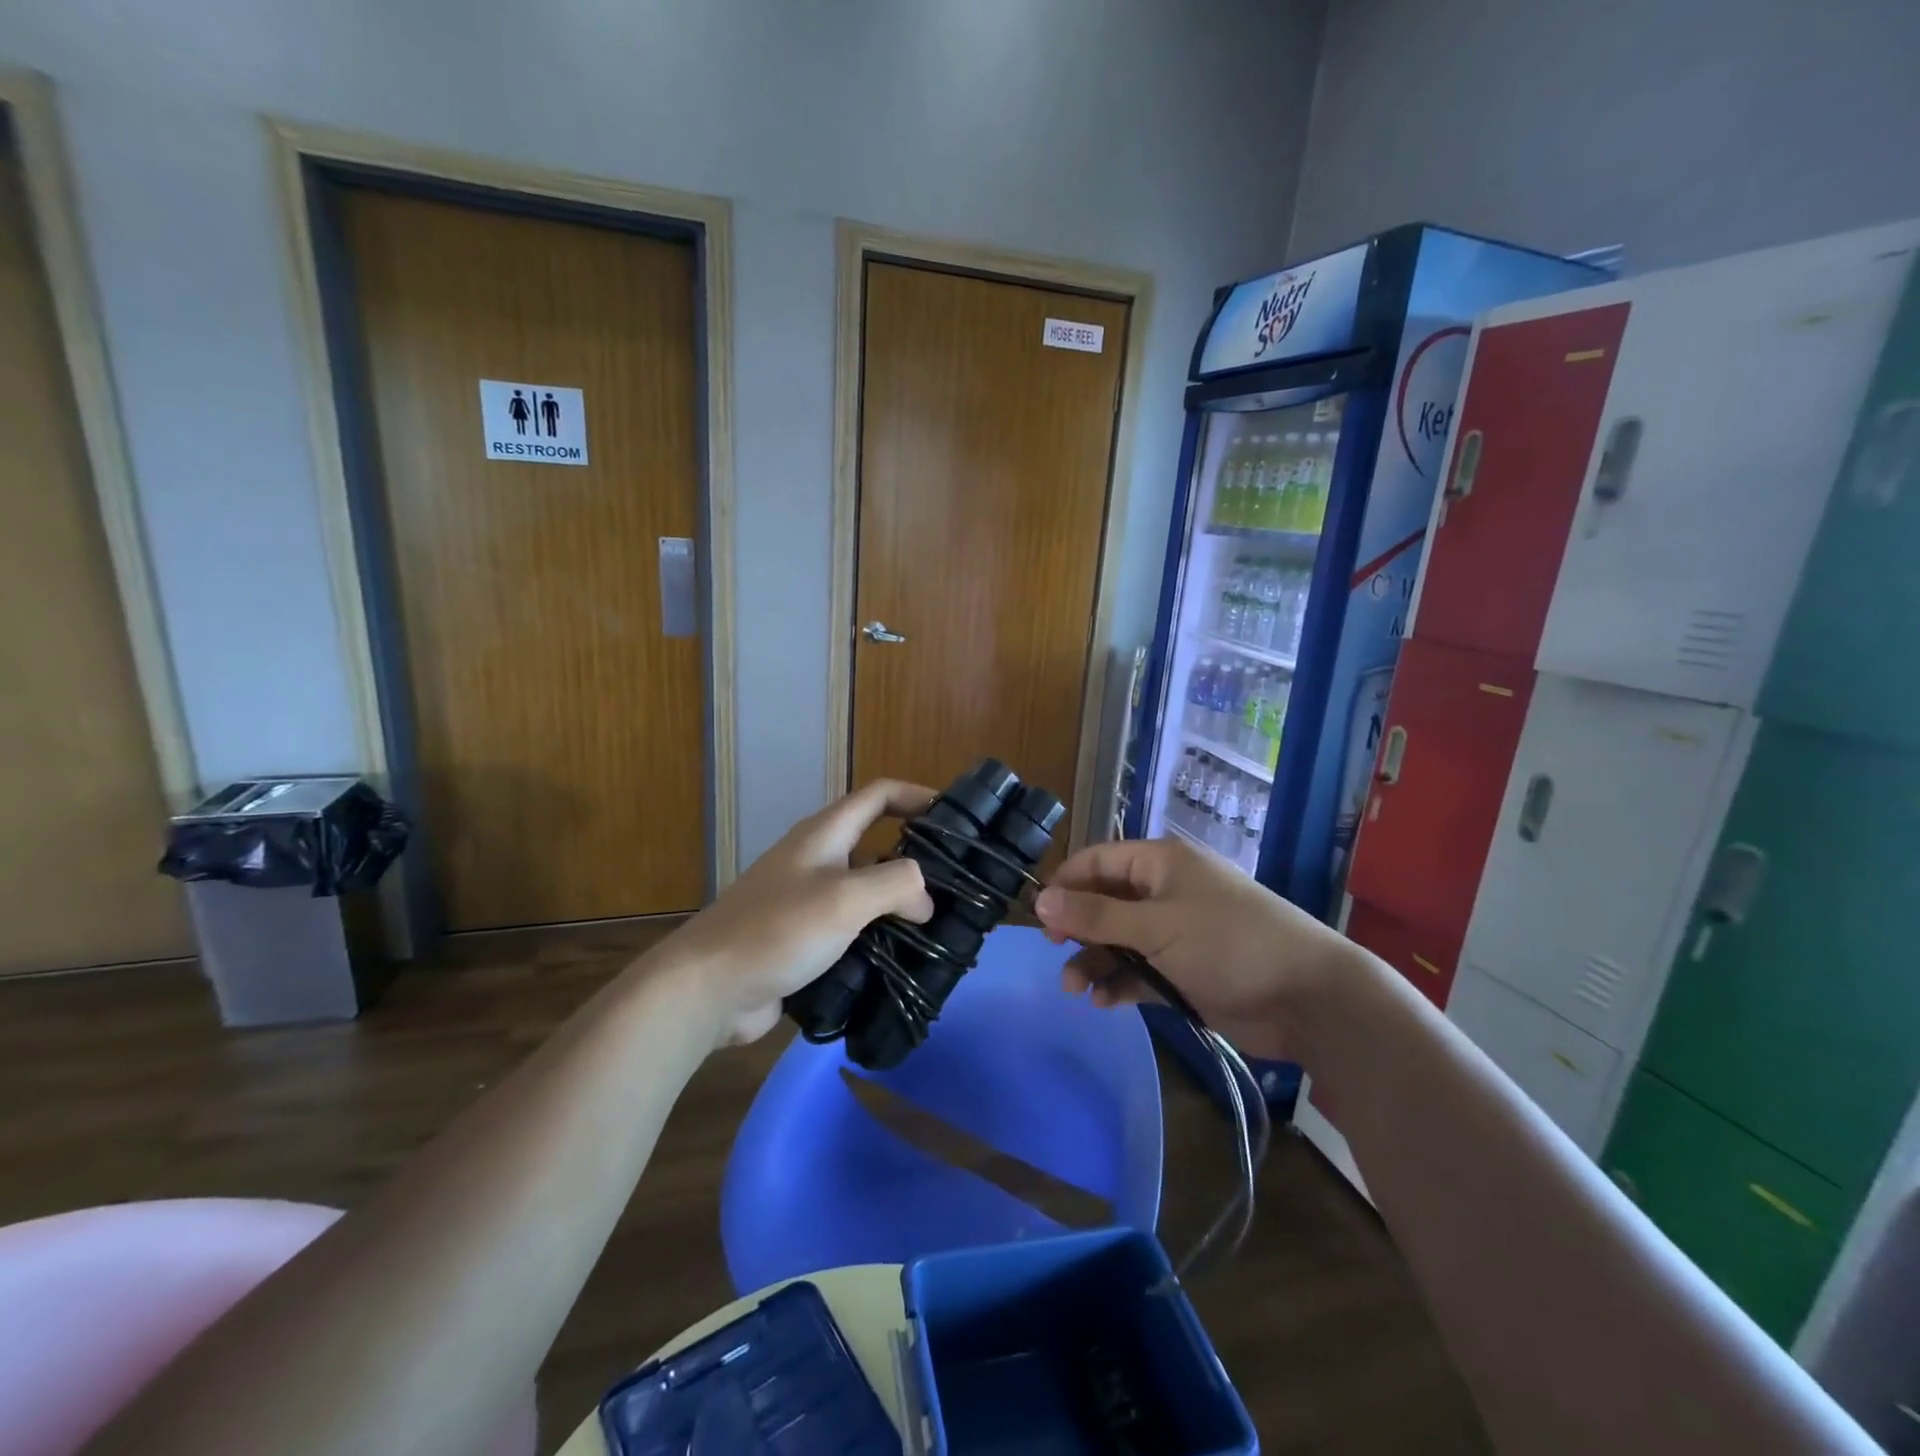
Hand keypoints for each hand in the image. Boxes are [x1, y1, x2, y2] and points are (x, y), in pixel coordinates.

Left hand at [660, 780, 937, 1045]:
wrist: (709, 988)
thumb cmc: (777, 930)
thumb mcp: (845, 898)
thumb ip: (896, 885)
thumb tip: (926, 901)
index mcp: (825, 835)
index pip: (878, 795)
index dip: (916, 796)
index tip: (955, 818)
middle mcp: (817, 860)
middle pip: (875, 843)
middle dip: (915, 858)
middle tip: (956, 883)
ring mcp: (807, 901)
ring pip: (865, 891)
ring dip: (899, 903)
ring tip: (940, 926)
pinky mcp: (803, 939)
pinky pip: (851, 928)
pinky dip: (878, 937)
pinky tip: (901, 960)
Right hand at [1034, 836, 1355, 1059]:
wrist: (1308, 998)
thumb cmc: (1228, 944)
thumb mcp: (1156, 926)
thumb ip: (1096, 915)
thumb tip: (1039, 899)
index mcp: (1161, 864)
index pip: (1098, 861)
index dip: (1066, 884)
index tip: (1039, 916)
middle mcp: (1165, 891)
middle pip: (1105, 902)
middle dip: (1079, 928)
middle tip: (1055, 952)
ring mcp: (1176, 932)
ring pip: (1120, 939)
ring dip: (1096, 961)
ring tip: (1075, 990)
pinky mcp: (1185, 969)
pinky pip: (1141, 969)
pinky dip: (1121, 982)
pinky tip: (1105, 1002)